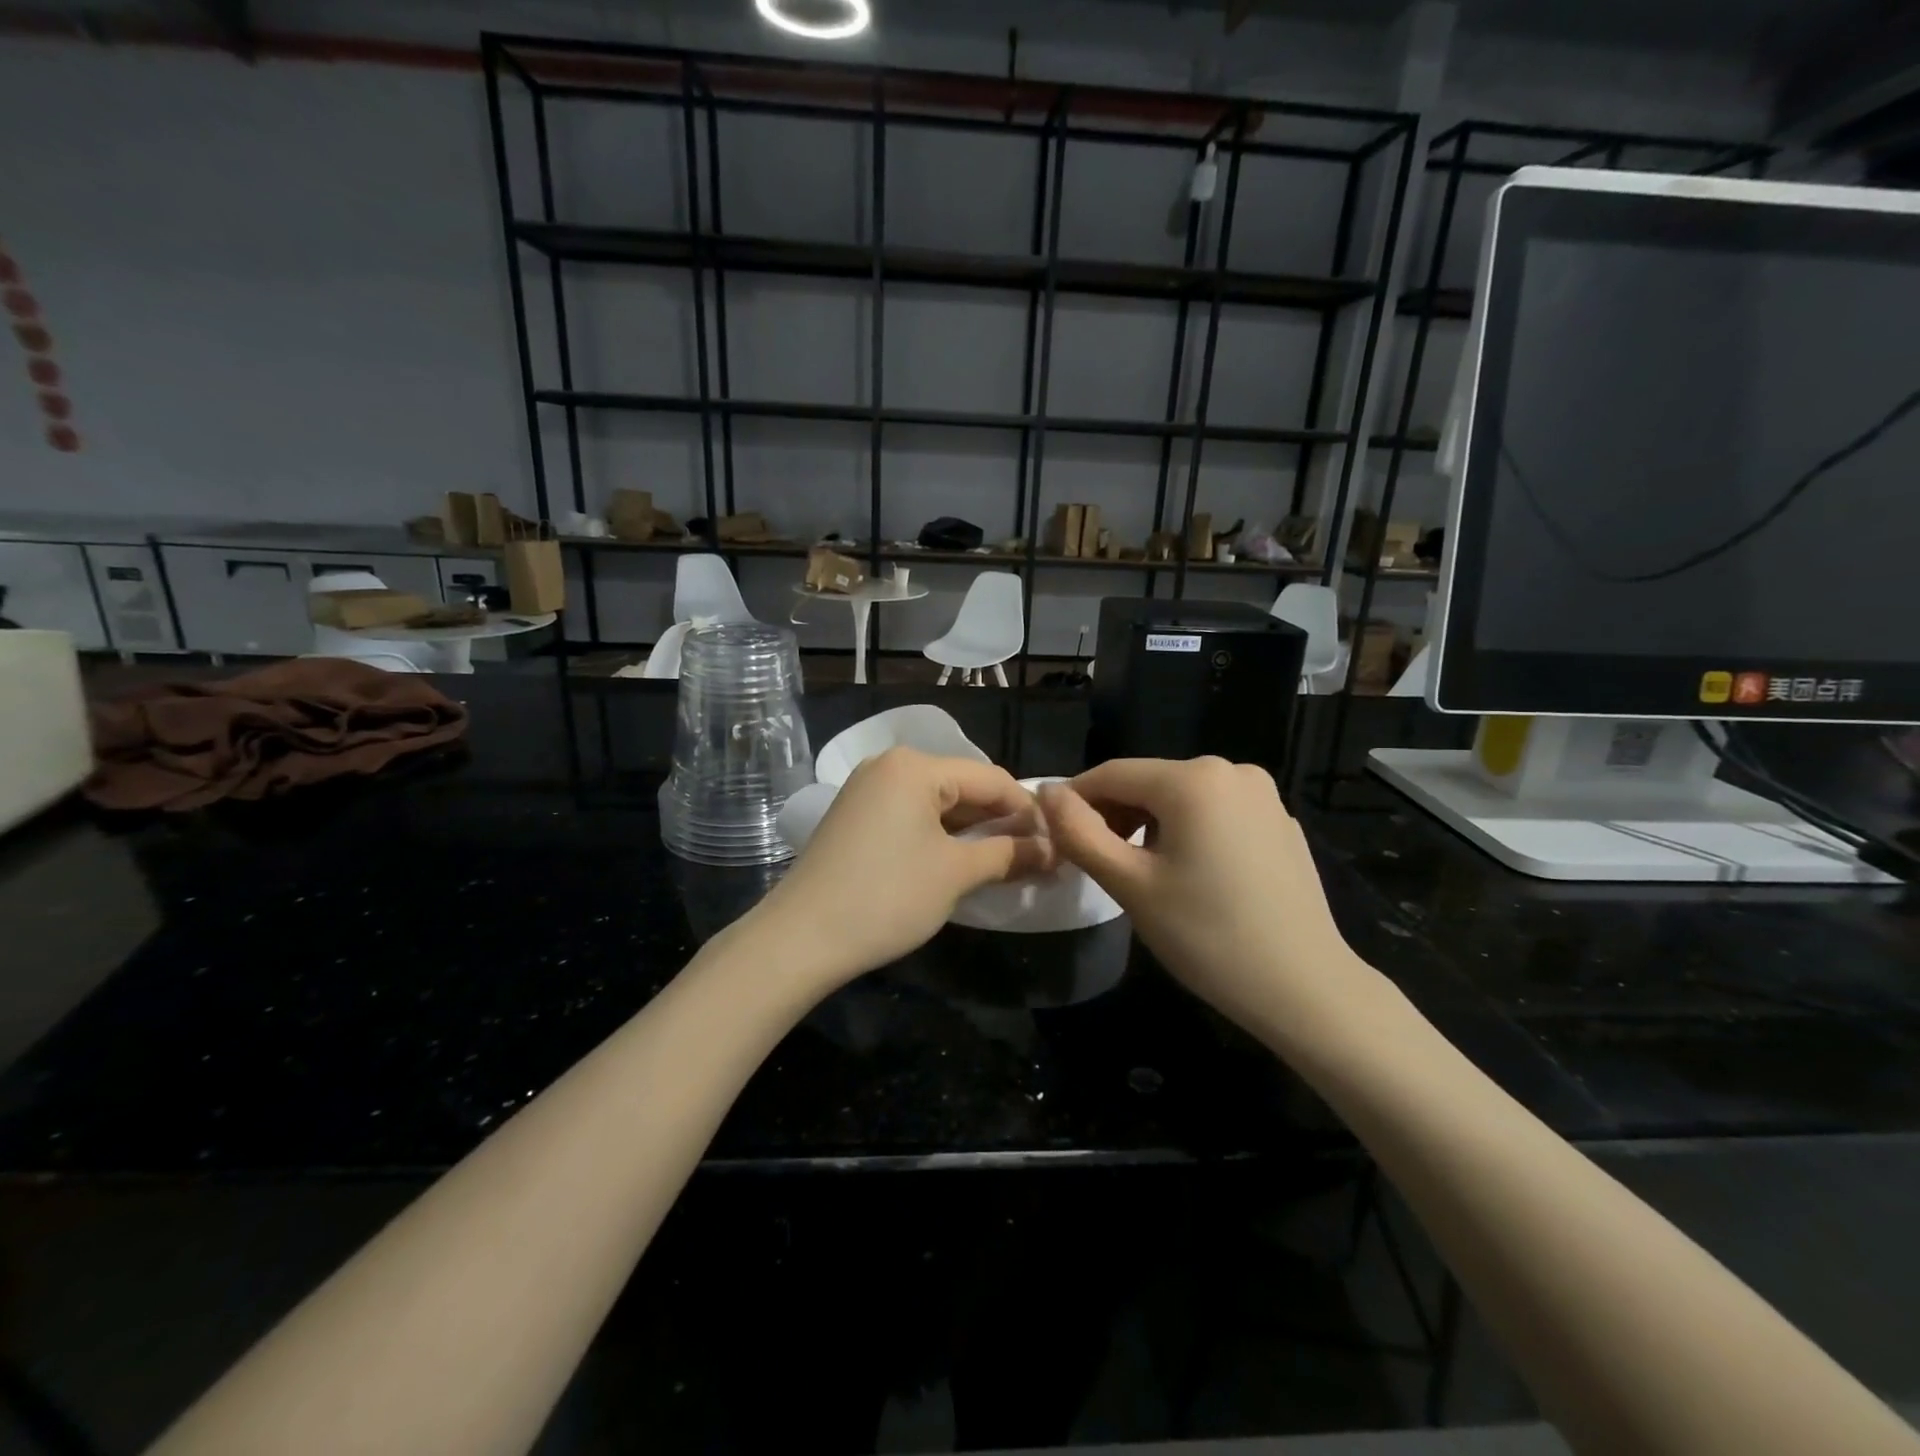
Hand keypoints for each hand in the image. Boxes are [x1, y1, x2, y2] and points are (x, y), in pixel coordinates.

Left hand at [756, 748, 1053, 992]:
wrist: (800, 937)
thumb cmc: (887, 896)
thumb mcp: (956, 874)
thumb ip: (1010, 854)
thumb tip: (1054, 849)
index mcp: (915, 766)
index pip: (991, 779)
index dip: (1028, 811)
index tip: (1059, 843)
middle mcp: (890, 765)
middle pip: (963, 787)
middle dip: (1001, 822)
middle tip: (1037, 857)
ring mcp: (867, 790)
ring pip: (937, 804)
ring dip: (972, 832)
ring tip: (1007, 862)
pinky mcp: (855, 817)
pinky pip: (911, 816)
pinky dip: (940, 837)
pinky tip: (961, 862)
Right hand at [1036, 758, 1370, 1029]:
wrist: (1305, 988)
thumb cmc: (1207, 936)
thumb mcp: (1129, 884)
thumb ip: (1078, 833)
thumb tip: (1046, 793)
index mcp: (1193, 779)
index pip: (1111, 774)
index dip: (1075, 801)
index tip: (1056, 837)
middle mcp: (1231, 770)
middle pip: (1149, 782)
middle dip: (1115, 816)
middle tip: (1098, 864)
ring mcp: (1263, 795)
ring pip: (1182, 798)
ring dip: (1150, 825)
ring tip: (1142, 873)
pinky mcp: (1280, 821)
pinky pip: (1216, 813)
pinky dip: (1190, 832)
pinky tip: (1192, 876)